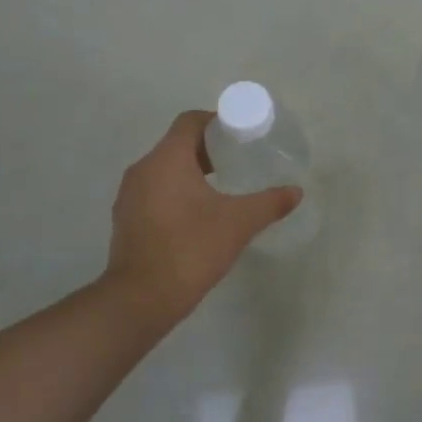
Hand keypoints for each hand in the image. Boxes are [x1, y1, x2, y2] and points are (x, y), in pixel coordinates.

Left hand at [99, 110, 301, 329]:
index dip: (217, 122)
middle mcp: (142, 169)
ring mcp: (129, 195)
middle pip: (177, 144)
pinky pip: (154, 192)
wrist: (140, 299)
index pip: (190, 121)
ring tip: (221, 188)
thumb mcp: (238, 223)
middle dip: (208, 149)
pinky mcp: (126, 219)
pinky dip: (175, 193)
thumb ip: (269, 203)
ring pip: (164, 169)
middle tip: (238, 161)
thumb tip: (296, 191)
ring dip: (191, 172)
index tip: (240, 136)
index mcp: (166, 159)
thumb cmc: (191, 249)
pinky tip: (197, 216)